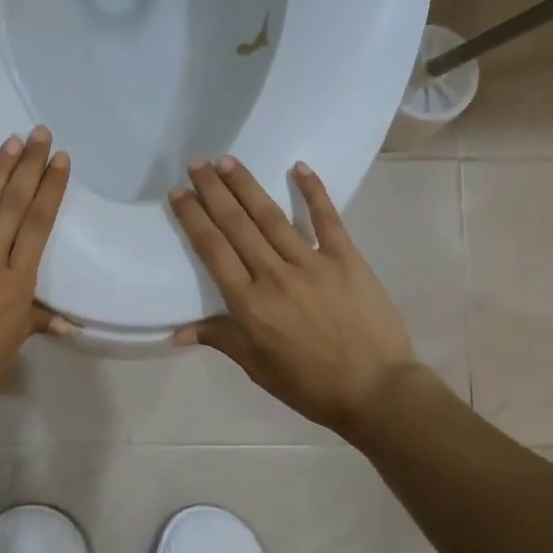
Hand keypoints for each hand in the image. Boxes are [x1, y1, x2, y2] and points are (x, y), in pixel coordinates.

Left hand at [0, 127, 71, 432]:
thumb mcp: (12, 347)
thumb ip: (37, 322)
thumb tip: (68, 322)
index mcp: (17, 283)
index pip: (39, 226)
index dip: (51, 190)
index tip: (61, 161)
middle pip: (13, 206)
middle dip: (29, 168)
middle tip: (40, 134)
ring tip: (11, 142)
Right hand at [169, 157, 416, 437]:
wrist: (376, 392)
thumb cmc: (309, 385)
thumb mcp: (257, 368)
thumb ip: (220, 339)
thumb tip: (177, 331)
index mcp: (249, 304)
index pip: (213, 250)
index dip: (193, 217)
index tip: (178, 192)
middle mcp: (275, 275)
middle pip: (237, 225)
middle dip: (213, 191)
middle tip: (197, 163)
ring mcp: (312, 264)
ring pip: (272, 216)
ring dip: (247, 186)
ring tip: (228, 161)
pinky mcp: (346, 259)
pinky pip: (327, 219)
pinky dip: (312, 191)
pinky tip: (298, 167)